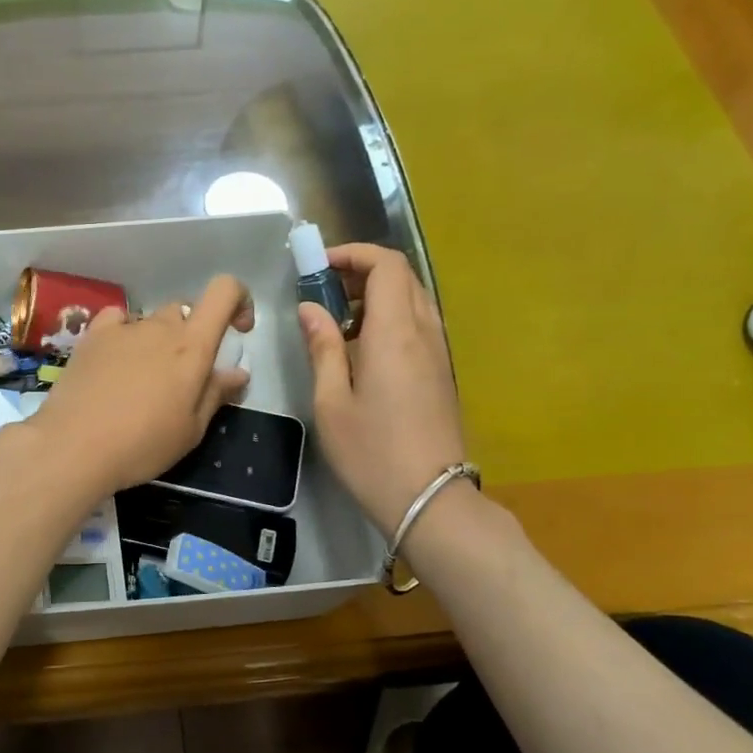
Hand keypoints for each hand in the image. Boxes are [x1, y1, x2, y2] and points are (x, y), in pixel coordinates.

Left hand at [28, 275, 252, 501]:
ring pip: (152, 320)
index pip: (224, 291)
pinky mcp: (92, 337)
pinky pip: (117, 320)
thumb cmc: (142, 444)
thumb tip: (238, 372)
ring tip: (144, 379)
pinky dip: (125, 332)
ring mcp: (123, 328)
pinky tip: (117, 359)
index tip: (237, 331)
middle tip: (184, 376)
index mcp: (192, 346)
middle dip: (194, 335)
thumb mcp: (191, 430)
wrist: (74, 447)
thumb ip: (216, 394)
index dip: (238, 300)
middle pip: (187, 311)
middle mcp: (160, 326)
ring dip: (158, 341)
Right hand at [299, 243, 466, 536]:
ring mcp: (438, 353)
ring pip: (413, 299)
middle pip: (402, 276)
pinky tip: (362, 349)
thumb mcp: (331, 402)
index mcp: (395, 333)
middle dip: (362, 271)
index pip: (386, 265)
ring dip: (377, 295)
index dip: (353, 254)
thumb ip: (323, 348)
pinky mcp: (441, 373)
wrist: (428, 498)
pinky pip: (418, 325)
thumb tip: (311, 309)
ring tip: (338, 320)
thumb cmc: (371, 452)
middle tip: (324, 291)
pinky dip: (390, 318)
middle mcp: (424, 332)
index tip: (318, 266)